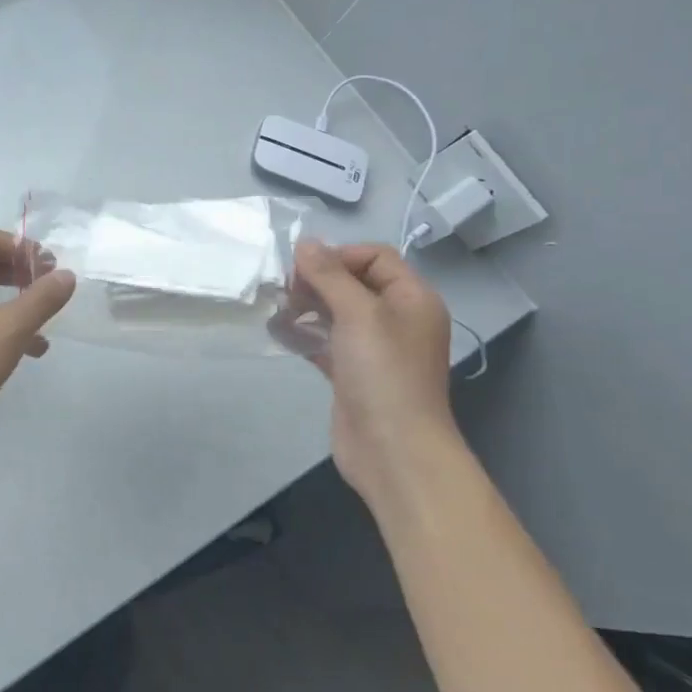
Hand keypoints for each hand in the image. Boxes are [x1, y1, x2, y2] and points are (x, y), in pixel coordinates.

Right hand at [291, 239, 463, 509]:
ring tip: (279, 311)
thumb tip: (304, 242)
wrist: (393, 449)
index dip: (339, 255)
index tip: (304, 271)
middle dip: (317, 281)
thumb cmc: (383, 373)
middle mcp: (397, 319)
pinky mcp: (353, 373)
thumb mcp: (358, 314)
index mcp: (412, 298)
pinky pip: (327, 341)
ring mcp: (375, 348)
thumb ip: (329, 275)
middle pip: (353, 282)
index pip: (375, 256)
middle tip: (287, 291)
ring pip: (337, 312)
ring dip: (308, 306)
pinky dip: (306, 333)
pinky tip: (281, 333)